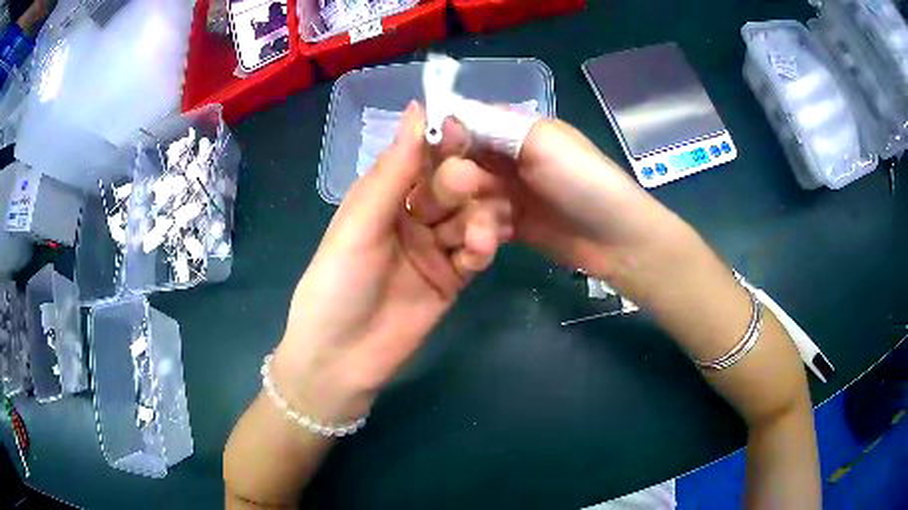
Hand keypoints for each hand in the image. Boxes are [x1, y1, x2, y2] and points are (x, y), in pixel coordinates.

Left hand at [272, 102, 507, 424]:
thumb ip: (394, 170)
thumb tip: (417, 108)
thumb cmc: (337, 285)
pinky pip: (475, 252)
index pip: (420, 157)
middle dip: (462, 184)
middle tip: (473, 186)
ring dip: (479, 218)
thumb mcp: (360, 224)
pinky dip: (483, 247)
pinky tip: (482, 251)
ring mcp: (433, 247)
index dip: (443, 142)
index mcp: (382, 196)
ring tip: (482, 232)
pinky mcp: (452, 277)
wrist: (342, 359)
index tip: (467, 130)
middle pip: (449, 186)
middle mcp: (410, 215)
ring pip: (469, 217)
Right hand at [406, 116, 680, 283]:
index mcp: (515, 129)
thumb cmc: (583, 180)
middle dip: (458, 180)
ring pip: (468, 196)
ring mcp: (509, 192)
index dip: (447, 138)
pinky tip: (489, 239)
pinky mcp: (511, 223)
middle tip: (466, 195)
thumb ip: (494, 126)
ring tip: (487, 225)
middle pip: (461, 162)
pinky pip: (482, 221)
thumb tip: (446, 114)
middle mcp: (508, 157)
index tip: (434, 158)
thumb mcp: (542, 141)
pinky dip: (482, 229)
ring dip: (472, 209)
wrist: (616, 238)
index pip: (466, 125)